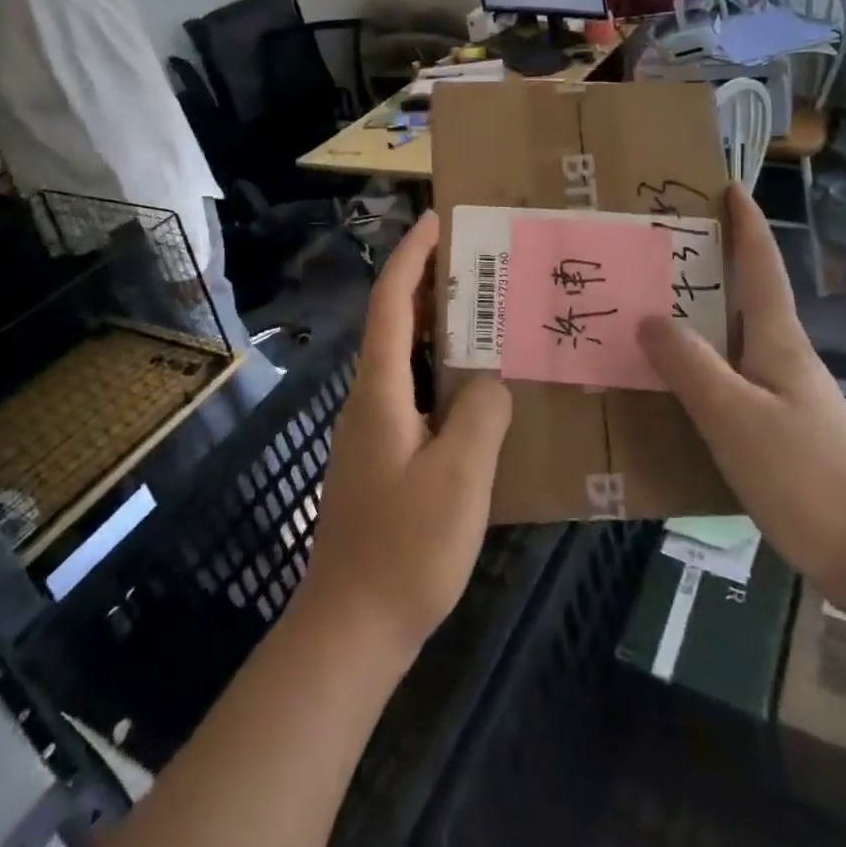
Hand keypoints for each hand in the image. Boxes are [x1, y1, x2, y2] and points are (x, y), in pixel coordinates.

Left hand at [297, 212, 512, 656]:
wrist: (352, 628)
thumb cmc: (405, 549)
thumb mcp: (460, 477)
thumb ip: (482, 413)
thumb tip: (493, 380)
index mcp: (381, 391)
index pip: (391, 303)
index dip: (411, 255)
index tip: (437, 218)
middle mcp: (371, 399)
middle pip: (397, 323)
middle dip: (432, 283)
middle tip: (482, 260)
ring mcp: (375, 430)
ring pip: (408, 359)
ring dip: (441, 328)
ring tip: (490, 312)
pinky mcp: (386, 456)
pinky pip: (418, 393)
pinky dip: (445, 372)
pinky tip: (482, 388)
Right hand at [638, 184, 845, 593]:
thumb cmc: (803, 476)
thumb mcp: (734, 416)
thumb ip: (690, 365)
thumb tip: (650, 316)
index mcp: (779, 341)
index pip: (763, 267)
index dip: (748, 225)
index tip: (730, 186)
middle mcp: (785, 358)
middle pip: (748, 297)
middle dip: (713, 265)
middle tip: (662, 248)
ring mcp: (786, 395)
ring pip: (736, 340)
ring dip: (702, 317)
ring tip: (654, 309)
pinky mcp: (781, 430)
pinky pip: (732, 378)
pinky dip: (702, 365)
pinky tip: (675, 385)